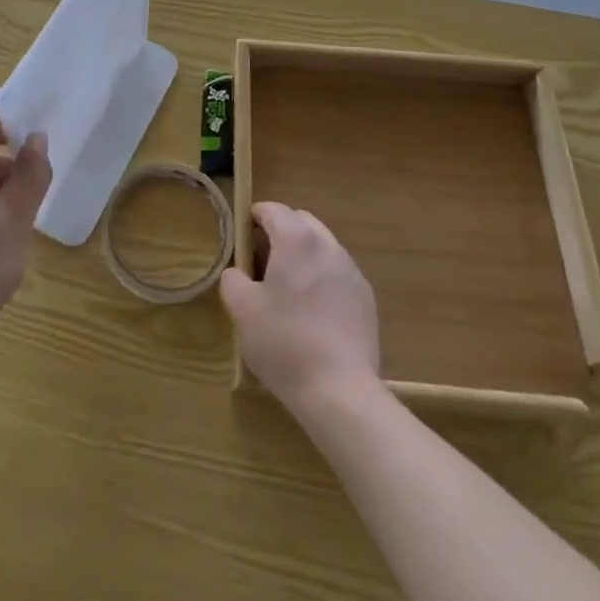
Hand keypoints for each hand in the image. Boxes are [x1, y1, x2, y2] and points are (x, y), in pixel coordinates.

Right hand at [221, 202, 379, 409]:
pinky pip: (338, 273)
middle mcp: (328, 245)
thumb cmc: (284, 342)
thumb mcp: (242, 309)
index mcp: (296, 239)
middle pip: (301, 222)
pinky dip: (322, 278)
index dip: (254, 218)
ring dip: (303, 255)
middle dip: (280, 232)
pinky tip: (313, 313)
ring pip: (322, 247)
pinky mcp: (366, 299)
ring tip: (288, 289)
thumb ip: (233, 279)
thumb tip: (237, 273)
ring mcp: (351, 272)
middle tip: (262, 262)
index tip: (242, 238)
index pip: (272, 209)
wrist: (340, 391)